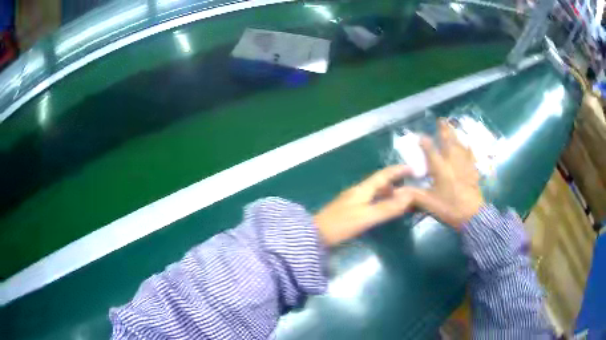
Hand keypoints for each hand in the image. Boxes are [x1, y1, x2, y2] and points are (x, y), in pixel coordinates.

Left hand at [314, 165, 414, 245]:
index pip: (383, 174)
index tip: (413, 168)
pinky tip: (384, 209)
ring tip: (402, 200)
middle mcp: (358, 191)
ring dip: (389, 192)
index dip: (398, 170)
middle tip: (411, 187)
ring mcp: (353, 200)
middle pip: (380, 182)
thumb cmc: (341, 224)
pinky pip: (371, 200)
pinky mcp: (349, 209)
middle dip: (396, 182)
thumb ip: (388, 207)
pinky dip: (381, 201)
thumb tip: (410, 195)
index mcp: (362, 189)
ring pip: (375, 191)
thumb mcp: (367, 216)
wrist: (315, 235)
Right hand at [411, 119, 483, 228]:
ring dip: (455, 135)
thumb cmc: (449, 208)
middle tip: (441, 119)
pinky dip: (468, 148)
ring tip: (452, 126)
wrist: (472, 216)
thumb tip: (397, 191)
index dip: (424, 142)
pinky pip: (470, 154)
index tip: (420, 136)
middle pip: (448, 142)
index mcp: (440, 168)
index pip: (430, 150)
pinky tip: (468, 145)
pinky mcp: (473, 170)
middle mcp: (452, 162)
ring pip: (460, 145)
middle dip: (444, 130)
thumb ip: (414, 195)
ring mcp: (464, 165)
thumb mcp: (429, 204)